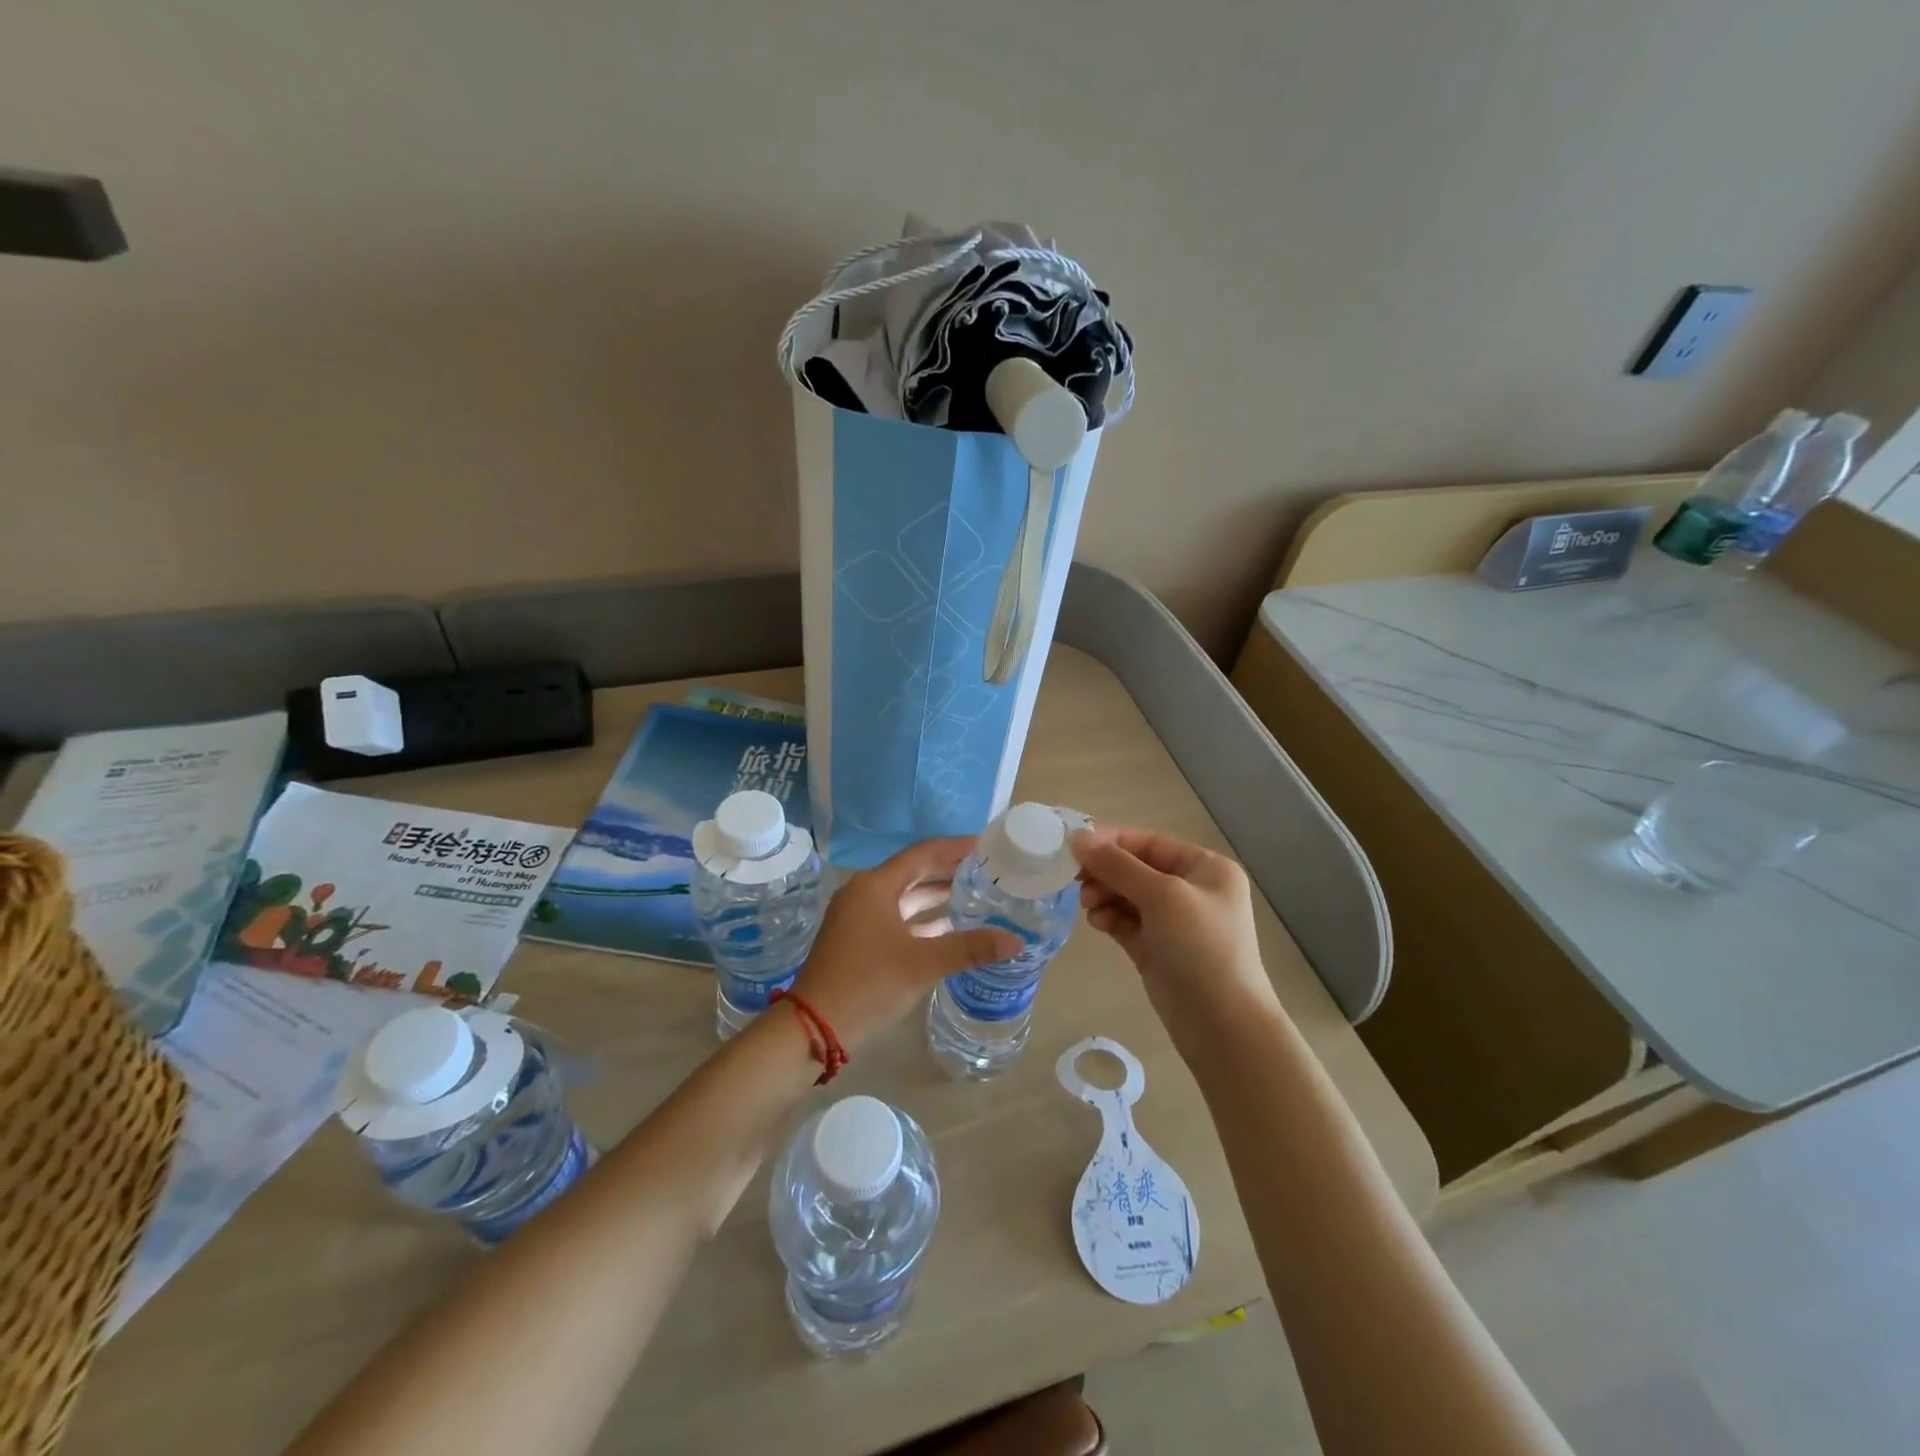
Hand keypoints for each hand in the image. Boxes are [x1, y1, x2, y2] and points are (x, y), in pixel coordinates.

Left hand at [789, 837, 1021, 1051]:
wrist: (814, 1028)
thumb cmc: (867, 984)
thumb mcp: (922, 964)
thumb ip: (970, 948)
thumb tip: (1015, 940)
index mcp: (875, 885)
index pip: (922, 854)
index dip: (955, 848)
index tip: (985, 846)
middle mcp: (864, 893)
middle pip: (914, 872)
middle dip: (949, 870)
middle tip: (986, 870)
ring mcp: (858, 917)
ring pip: (905, 897)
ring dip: (936, 896)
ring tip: (975, 895)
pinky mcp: (858, 940)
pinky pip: (897, 917)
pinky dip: (922, 919)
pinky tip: (950, 927)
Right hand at [1069, 826, 1280, 1048]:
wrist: (1222, 1024)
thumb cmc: (1201, 947)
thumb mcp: (1161, 896)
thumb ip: (1118, 866)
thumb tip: (1078, 839)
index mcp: (1205, 868)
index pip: (1149, 843)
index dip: (1111, 841)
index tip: (1074, 846)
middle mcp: (1190, 890)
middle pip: (1135, 868)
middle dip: (1105, 871)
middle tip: (1075, 880)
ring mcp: (1173, 922)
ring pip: (1126, 895)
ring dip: (1104, 894)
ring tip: (1088, 904)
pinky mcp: (1156, 949)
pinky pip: (1125, 922)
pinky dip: (1109, 917)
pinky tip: (1097, 922)